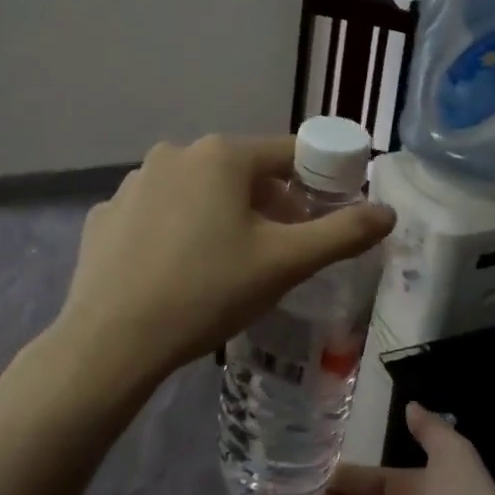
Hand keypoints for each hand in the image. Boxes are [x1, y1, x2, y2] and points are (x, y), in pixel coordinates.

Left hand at [57, 134, 394, 385]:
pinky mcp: (106, 215)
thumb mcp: (286, 263)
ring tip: (225, 267)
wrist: (112, 340)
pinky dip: (176, 232)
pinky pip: (157, 214)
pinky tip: (175, 272)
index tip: (322, 220)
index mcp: (222, 155)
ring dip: (221, 216)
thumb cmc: (208, 291)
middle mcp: (174, 154)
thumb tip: (388, 212)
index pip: (289, 154)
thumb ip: (343, 233)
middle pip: (242, 172)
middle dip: (268, 205)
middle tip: (277, 252)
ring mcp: (132, 183)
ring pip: (197, 192)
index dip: (315, 184)